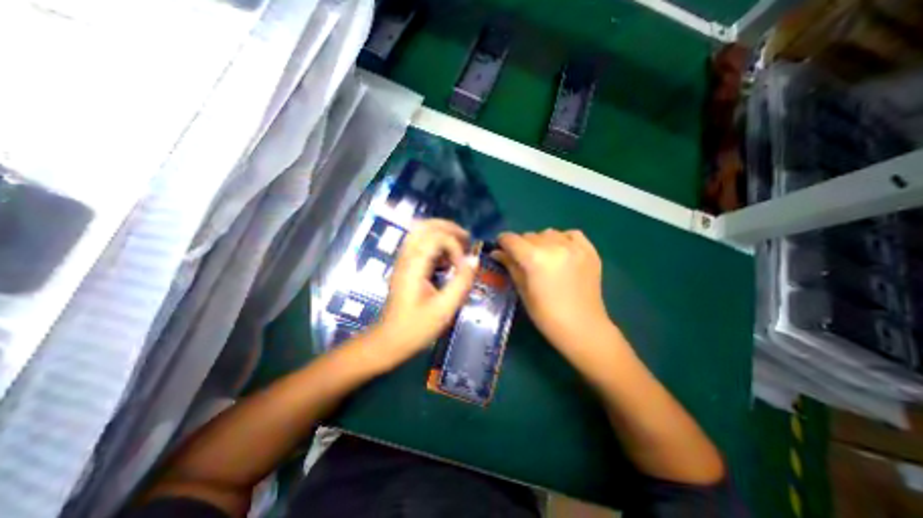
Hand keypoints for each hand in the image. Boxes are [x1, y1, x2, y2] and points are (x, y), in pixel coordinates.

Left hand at [372, 218, 479, 367]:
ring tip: (459, 246)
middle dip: (449, 228)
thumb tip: (474, 259)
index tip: (463, 266)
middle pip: (425, 226)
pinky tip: (446, 259)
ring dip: (442, 233)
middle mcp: (406, 257)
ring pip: (420, 232)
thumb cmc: (416, 327)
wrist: (389, 340)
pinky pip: (419, 243)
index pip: (436, 237)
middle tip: (467, 241)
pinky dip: (436, 243)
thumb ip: (461, 282)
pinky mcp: (405, 266)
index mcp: (414, 265)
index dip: (455, 246)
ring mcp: (403, 260)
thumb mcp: (444, 308)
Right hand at [494, 231, 614, 352]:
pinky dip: (563, 239)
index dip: (502, 242)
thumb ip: (510, 266)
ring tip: (544, 257)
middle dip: (521, 245)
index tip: (501, 248)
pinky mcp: (590, 251)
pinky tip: (561, 252)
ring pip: (548, 233)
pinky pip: (571, 234)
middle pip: (529, 235)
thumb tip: (497, 252)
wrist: (582, 328)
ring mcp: (574, 247)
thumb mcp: (523, 291)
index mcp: (534, 259)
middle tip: (523, 260)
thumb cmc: (546, 315)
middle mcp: (554, 246)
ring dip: (541, 242)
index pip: (511, 239)